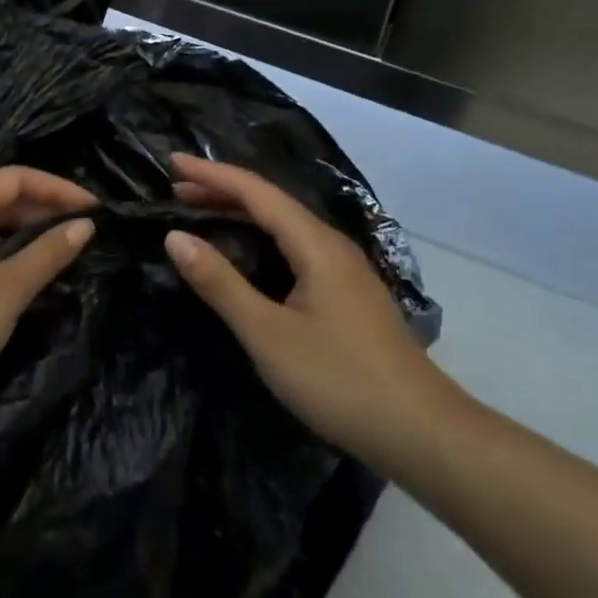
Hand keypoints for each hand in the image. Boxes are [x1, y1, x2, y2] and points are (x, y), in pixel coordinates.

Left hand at [0, 167, 96, 424]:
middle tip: (81, 228)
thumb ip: (47, 254)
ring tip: (57, 247)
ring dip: (20, 229)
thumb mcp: (6, 292)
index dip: (58, 188)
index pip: (16, 178)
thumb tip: (84, 225)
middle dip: (41, 208)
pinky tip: (17, 270)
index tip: (94, 207)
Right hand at [163, 152, 460, 474]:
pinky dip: (261, 238)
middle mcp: (331, 244)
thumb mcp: (268, 334)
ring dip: (241, 214)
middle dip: (222, 191)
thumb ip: (221, 283)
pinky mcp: (349, 294)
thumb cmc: (340, 381)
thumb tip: (176, 237)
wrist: (425, 435)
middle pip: (271, 202)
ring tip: (201, 214)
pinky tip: (249, 255)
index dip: (212, 174)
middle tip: (176, 191)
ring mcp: (345, 269)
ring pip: (285, 225)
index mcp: (314, 243)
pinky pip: (295, 246)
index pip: (255, 191)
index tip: (173, 162)